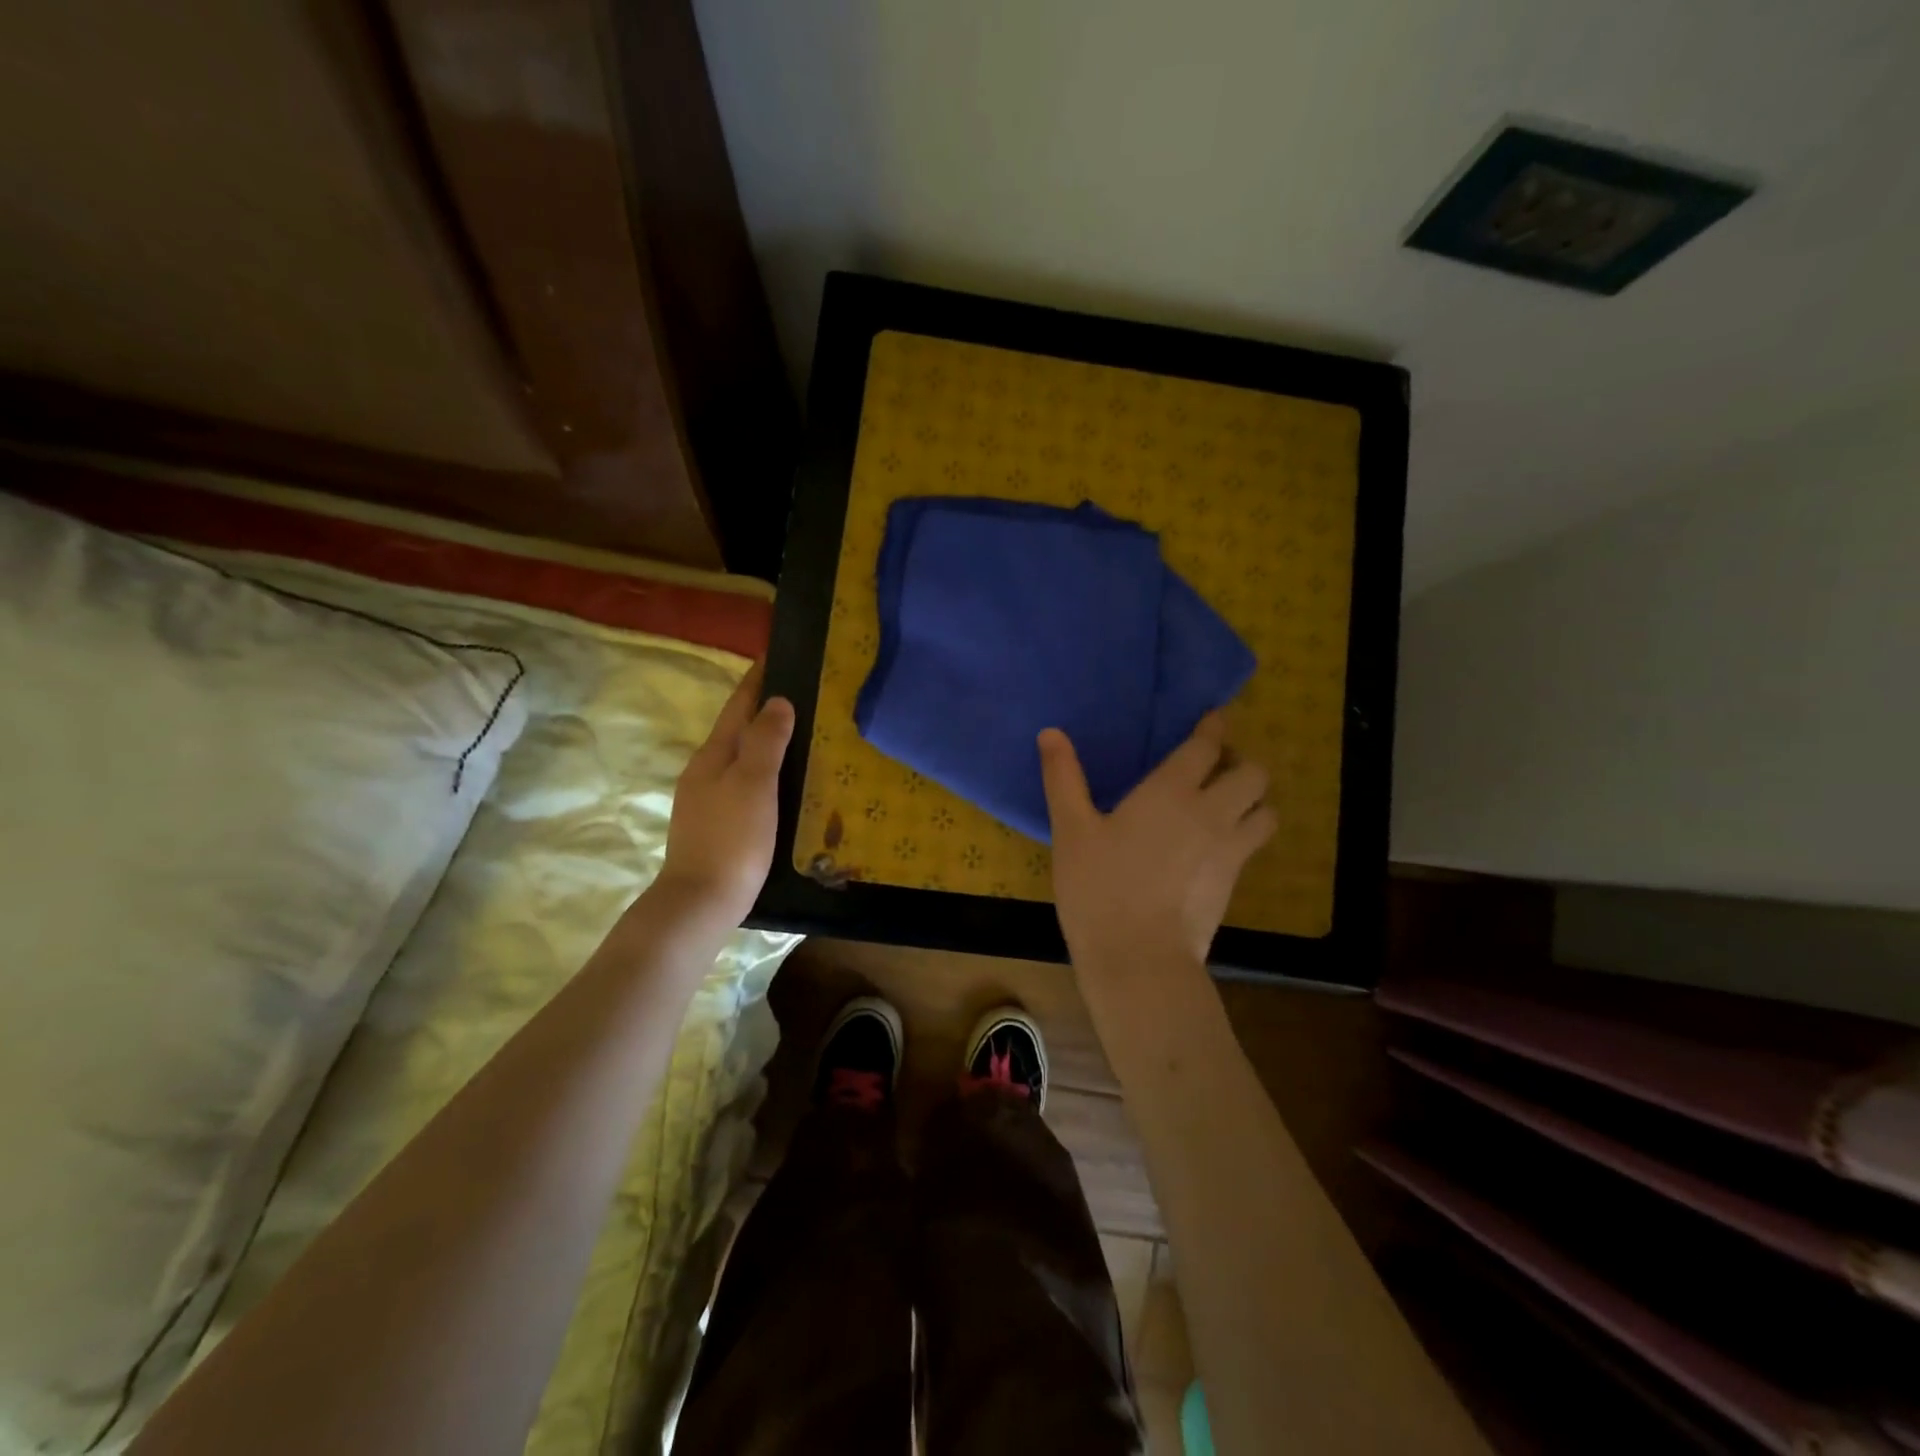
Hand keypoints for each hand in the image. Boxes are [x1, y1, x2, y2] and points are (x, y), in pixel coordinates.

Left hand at [656, 664, 794, 928]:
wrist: (701, 902)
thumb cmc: (732, 838)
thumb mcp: (753, 784)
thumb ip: (766, 740)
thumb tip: (777, 700)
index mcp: (713, 755)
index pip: (738, 706)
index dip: (757, 680)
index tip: (777, 654)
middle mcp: (706, 771)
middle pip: (738, 729)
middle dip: (764, 708)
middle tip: (803, 694)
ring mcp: (708, 800)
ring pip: (741, 758)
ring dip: (766, 741)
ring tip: (800, 734)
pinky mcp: (717, 825)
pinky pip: (744, 784)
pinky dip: (764, 771)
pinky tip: (782, 783)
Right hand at [1039, 713, 1275, 975]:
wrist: (1139, 957)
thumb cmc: (1099, 888)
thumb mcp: (1071, 830)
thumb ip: (1063, 778)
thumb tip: (1050, 733)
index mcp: (1171, 792)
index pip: (1207, 746)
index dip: (1213, 727)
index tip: (1213, 718)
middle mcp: (1211, 812)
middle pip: (1252, 773)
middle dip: (1239, 763)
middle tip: (1213, 769)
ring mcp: (1229, 848)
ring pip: (1266, 809)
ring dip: (1252, 799)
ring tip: (1225, 804)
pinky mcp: (1234, 881)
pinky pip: (1253, 842)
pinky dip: (1245, 831)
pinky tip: (1216, 843)